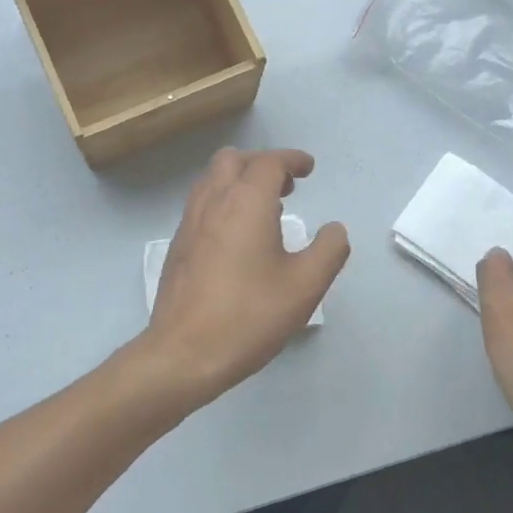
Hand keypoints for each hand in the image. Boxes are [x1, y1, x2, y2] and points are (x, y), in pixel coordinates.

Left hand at [141, 148, 349, 404]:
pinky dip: (222, 202)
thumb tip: (334, 229)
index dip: (292, 159)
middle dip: (261, 164)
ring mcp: (189, 223)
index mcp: (246, 202)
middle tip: (287, 187)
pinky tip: (238, 237)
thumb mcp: (305, 286)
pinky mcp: (178, 247)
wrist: (184, 353)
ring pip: (211, 180)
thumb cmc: (249, 315)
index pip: (269, 163)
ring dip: (239, 181)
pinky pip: (201, 205)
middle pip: (232, 160)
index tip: (309, 168)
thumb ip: (328, 251)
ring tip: (265, 209)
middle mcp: (213, 202)